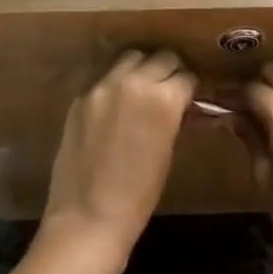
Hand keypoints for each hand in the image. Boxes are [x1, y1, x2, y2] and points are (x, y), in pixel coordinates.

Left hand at [42, 50, 195, 262]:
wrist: (88, 217)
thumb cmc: (138, 197)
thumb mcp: (167, 151)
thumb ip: (171, 117)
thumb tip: (178, 102)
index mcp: (163, 99)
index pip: (186, 75)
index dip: (191, 85)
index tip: (190, 92)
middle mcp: (133, 82)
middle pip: (161, 57)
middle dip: (170, 69)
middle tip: (170, 86)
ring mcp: (103, 85)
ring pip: (130, 56)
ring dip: (141, 67)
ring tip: (142, 85)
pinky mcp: (81, 94)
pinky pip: (104, 75)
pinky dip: (116, 80)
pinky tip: (117, 99)